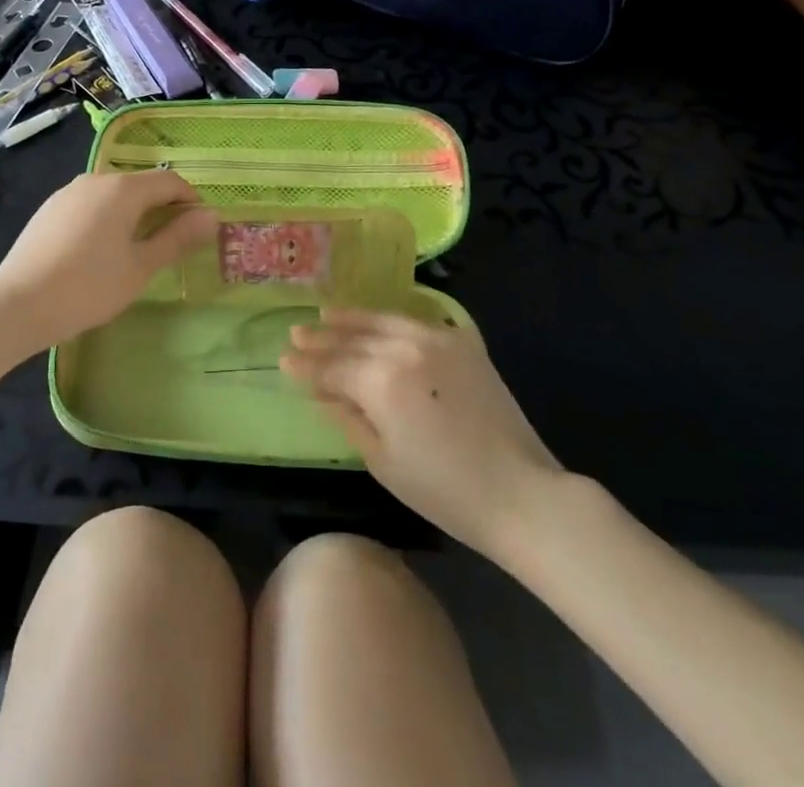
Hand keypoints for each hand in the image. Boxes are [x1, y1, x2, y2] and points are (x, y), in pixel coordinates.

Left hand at [0, 169, 217, 354]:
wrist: (17, 304)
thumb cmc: (88, 287)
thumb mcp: (141, 267)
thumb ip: (177, 238)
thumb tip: (211, 216)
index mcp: (123, 189)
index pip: (170, 182)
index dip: (190, 200)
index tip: (199, 228)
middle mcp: (97, 179)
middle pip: (141, 185)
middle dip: (163, 207)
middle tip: (173, 243)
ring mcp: (69, 192)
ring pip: (114, 194)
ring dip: (134, 213)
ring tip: (137, 249)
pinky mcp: (49, 208)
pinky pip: (90, 204)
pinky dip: (107, 218)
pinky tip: (100, 250)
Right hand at [281, 309, 561, 556]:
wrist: (520, 490)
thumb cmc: (444, 490)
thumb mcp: (383, 460)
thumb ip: (348, 418)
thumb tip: (320, 394)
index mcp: (382, 381)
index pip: (333, 368)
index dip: (307, 366)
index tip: (283, 359)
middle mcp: (405, 348)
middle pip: (354, 339)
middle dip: (322, 337)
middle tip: (296, 332)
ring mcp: (437, 339)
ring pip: (383, 321)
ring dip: (352, 319)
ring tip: (327, 313)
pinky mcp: (463, 342)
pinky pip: (417, 322)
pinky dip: (391, 320)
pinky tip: (378, 320)